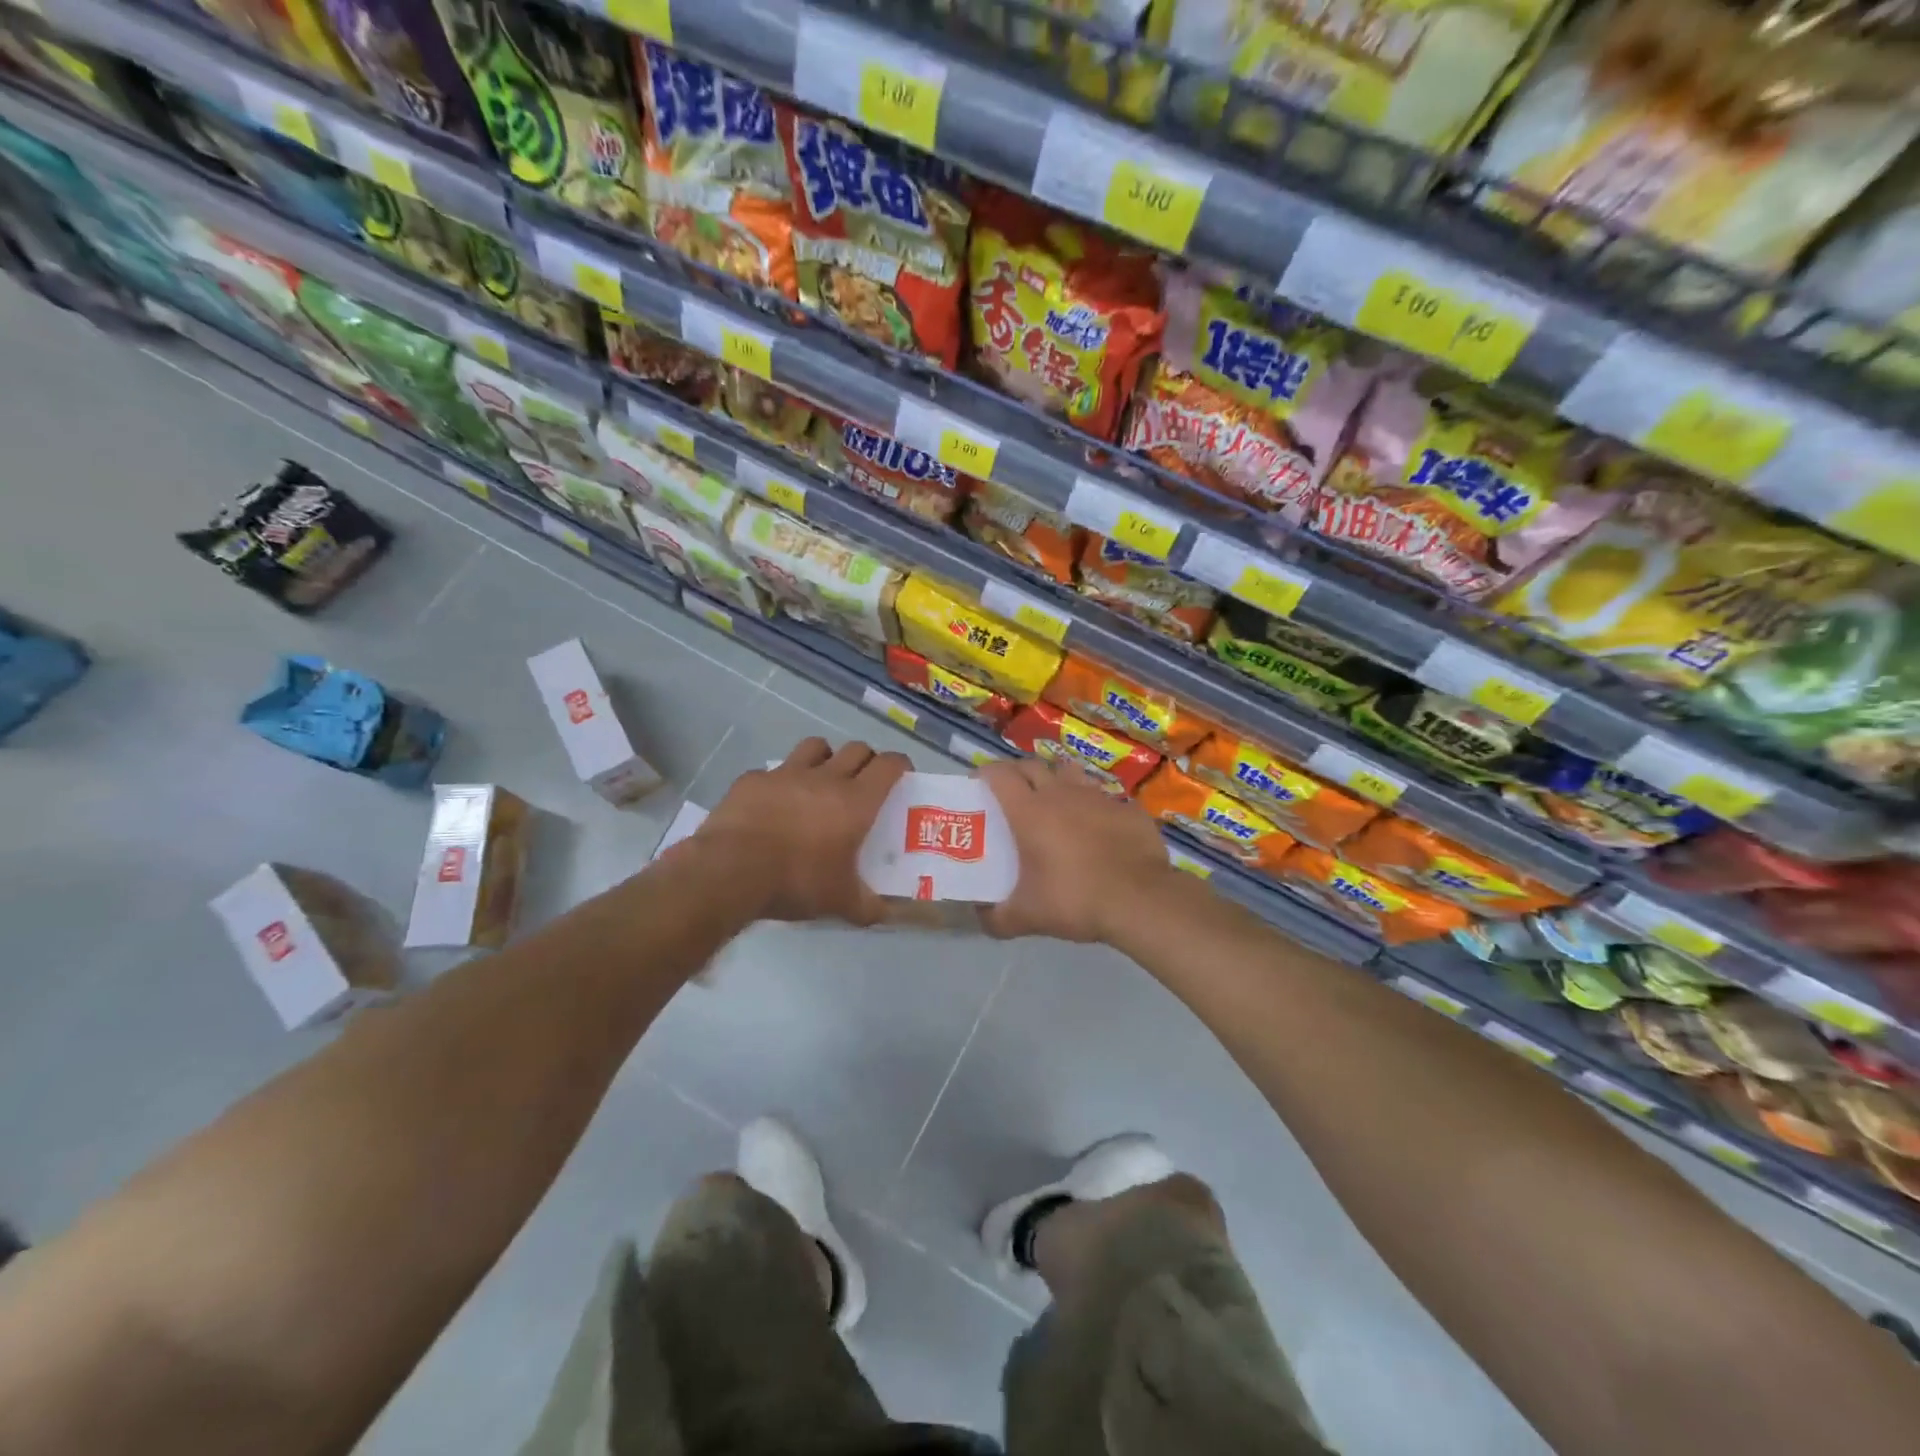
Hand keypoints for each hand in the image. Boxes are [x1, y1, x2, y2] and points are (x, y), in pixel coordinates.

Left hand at [693, 737, 910, 923]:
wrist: (730, 871)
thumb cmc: (796, 881)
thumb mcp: (840, 902)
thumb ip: (869, 907)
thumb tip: (888, 915)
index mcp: (856, 801)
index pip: (889, 765)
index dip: (900, 765)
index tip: (902, 775)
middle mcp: (825, 778)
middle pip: (856, 749)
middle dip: (866, 760)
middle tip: (864, 782)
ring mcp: (786, 773)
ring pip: (816, 746)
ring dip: (825, 758)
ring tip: (821, 780)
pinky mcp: (753, 779)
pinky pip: (773, 770)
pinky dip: (780, 781)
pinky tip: (774, 803)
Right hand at [979, 757, 1177, 942]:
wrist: (1140, 900)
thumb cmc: (1074, 900)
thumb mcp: (1026, 917)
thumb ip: (996, 918)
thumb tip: (980, 917)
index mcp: (1029, 811)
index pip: (999, 775)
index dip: (985, 774)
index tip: (978, 786)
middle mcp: (1061, 793)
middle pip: (1032, 765)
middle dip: (1017, 773)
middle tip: (1011, 794)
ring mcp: (1098, 797)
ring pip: (1070, 773)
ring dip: (1057, 781)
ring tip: (1055, 803)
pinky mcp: (1128, 808)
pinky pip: (1105, 798)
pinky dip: (1095, 807)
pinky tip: (1097, 828)